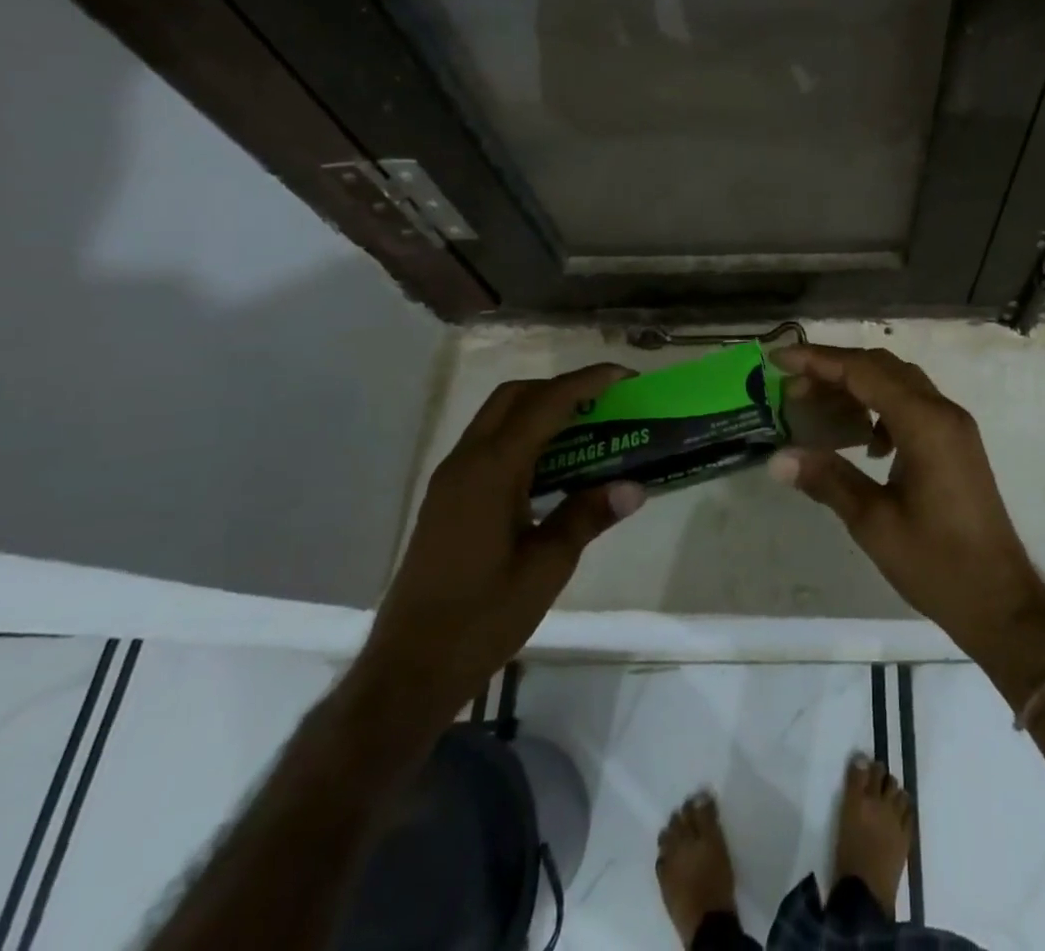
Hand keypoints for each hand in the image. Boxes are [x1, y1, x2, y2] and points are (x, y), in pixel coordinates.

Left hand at [353, 365, 645, 724]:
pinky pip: (490, 445)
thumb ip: (587, 516)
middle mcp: (466, 462)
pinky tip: (553, 467)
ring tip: (587, 428)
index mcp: (491, 470)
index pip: (545, 404)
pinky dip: (524, 436)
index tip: (625, 376)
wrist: (409, 669)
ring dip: (541, 410)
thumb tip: (635, 486)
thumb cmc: (482, 618)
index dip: (587, 382)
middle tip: (605, 402)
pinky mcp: (448, 499)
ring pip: (498, 418)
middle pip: (515, 397)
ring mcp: (452, 480)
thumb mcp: (547, 567)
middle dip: (561, 388)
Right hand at [767, 345, 1044, 699]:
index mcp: (924, 423)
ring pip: (899, 384)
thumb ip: (827, 479)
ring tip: (819, 410)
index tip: (779, 359)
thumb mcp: (873, 522)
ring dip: (858, 387)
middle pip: (882, 368)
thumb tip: (778, 458)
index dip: (818, 361)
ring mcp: (954, 426)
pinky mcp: (956, 443)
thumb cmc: (936, 562)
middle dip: (834, 370)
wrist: (1000, 599)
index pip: (864, 371)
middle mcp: (943, 412)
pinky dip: (881, 408)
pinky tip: (864, 442)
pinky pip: (913, 406)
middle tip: (792, 388)